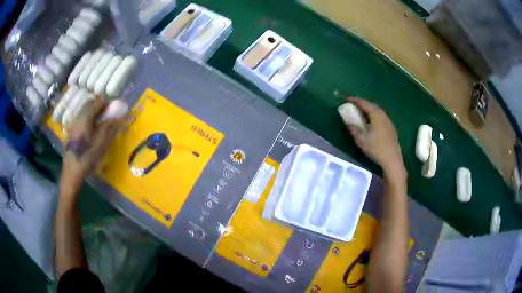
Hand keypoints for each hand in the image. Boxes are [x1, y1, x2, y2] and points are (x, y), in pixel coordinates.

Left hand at [60, 100, 124, 194]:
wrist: (72, 171)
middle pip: (89, 103)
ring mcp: (73, 124)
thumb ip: (110, 125)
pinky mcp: (71, 131)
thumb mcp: (101, 142)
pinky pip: (81, 118)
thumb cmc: (87, 156)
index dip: (107, 103)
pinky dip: (88, 118)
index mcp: (85, 116)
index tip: (115, 107)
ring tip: (100, 121)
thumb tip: (121, 113)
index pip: (97, 102)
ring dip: (93, 112)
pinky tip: (91, 129)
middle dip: (99, 105)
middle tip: (108, 113)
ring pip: (84, 111)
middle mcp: (78, 116)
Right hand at [345, 97, 406, 181]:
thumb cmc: (376, 148)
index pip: (364, 103)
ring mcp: (388, 121)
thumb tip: (348, 122)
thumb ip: (353, 128)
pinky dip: (373, 116)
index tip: (346, 99)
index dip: (355, 100)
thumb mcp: (361, 139)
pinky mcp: (391, 128)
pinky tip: (371, 122)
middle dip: (362, 104)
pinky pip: (380, 117)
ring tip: (361, 113)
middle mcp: (383, 115)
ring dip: (368, 110)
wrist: (392, 159)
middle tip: (353, 105)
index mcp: (376, 114)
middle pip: (371, 105)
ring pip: (377, 111)